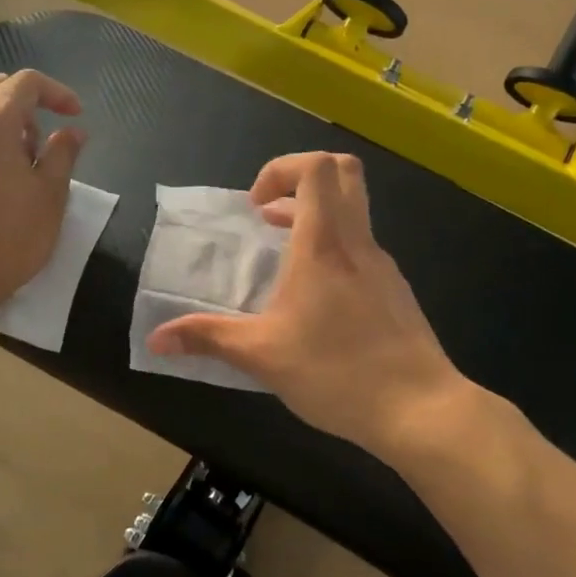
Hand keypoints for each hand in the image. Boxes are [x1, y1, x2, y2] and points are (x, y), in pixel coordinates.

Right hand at [147, 153, 469, 459]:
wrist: (419, 408)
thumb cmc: (336, 372)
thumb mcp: (262, 356)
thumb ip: (208, 340)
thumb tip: (155, 340)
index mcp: (324, 244)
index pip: (315, 168)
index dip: (281, 170)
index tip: (256, 208)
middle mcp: (358, 244)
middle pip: (344, 173)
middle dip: (302, 180)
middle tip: (271, 216)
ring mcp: (384, 266)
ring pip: (355, 213)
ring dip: (318, 218)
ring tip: (284, 258)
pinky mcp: (397, 292)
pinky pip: (363, 250)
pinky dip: (336, 251)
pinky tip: (319, 301)